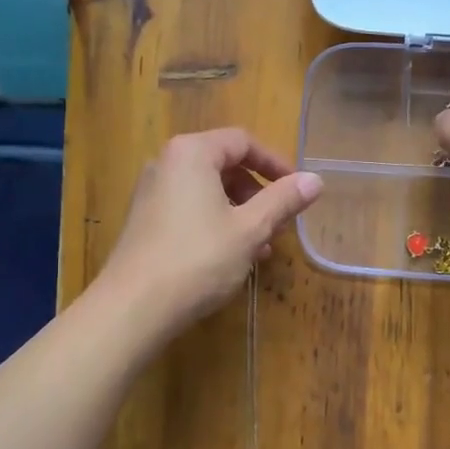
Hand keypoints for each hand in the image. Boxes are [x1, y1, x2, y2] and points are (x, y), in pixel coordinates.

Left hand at [97, 128, 322, 335]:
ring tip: (261, 246)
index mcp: (191, 153)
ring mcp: (151, 192)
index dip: (275, 163)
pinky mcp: (144, 220)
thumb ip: (283, 200)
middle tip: (279, 222)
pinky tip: (232, 256)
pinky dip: (215, 222)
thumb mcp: (250, 229)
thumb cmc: (198, 259)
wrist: (134, 307)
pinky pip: (189, 208)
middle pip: (223, 164)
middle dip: (257, 192)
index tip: (297, 190)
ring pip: (207, 190)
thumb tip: (315, 180)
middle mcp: (166, 163)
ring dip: (239, 212)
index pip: (242, 141)